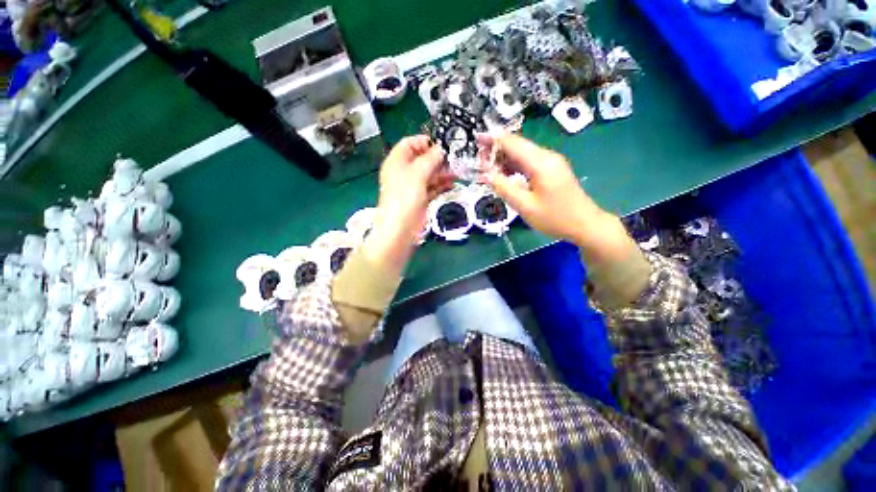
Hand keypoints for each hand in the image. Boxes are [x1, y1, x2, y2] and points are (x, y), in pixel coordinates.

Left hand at [364, 136, 452, 275]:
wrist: (400, 229)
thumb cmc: (404, 198)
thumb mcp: (417, 174)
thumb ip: (430, 159)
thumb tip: (441, 149)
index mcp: (397, 161)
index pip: (410, 143)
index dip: (425, 141)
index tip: (442, 144)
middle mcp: (404, 172)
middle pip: (422, 159)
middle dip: (438, 158)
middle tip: (454, 158)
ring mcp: (413, 186)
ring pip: (429, 174)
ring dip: (442, 172)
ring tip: (457, 171)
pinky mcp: (420, 198)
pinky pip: (432, 187)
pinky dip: (442, 185)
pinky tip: (453, 183)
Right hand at [482, 133, 634, 263]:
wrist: (585, 224)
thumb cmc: (555, 217)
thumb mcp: (525, 206)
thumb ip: (504, 188)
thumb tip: (486, 175)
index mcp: (540, 163)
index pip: (513, 143)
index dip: (493, 139)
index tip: (477, 139)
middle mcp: (546, 157)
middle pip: (518, 145)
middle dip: (497, 149)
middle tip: (479, 159)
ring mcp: (551, 163)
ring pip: (523, 153)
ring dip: (505, 158)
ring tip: (488, 168)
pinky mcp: (552, 170)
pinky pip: (529, 162)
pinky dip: (515, 165)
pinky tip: (505, 174)